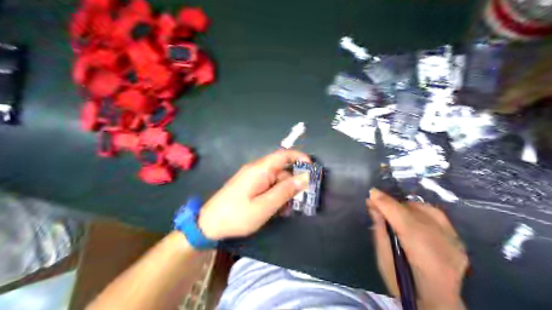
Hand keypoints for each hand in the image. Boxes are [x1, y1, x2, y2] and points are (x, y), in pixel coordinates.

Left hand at [197, 149, 309, 238]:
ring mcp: (253, 179)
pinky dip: (276, 196)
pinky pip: (268, 187)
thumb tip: (304, 178)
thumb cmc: (237, 215)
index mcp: (260, 170)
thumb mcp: (264, 206)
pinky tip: (277, 211)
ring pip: (277, 181)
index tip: (312, 170)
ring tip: (287, 211)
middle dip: (294, 184)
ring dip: (285, 193)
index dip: (300, 158)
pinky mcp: (250, 187)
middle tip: (302, 201)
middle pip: (282, 170)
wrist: (208, 224)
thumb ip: (285, 191)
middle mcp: (257, 170)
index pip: (283, 155)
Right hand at [367, 187, 467, 309]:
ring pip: (427, 210)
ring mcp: (454, 241)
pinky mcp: (459, 241)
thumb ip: (380, 233)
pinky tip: (413, 217)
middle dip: (393, 204)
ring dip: (407, 207)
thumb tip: (373, 207)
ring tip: (394, 211)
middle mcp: (441, 243)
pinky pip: (438, 217)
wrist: (439, 304)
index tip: (371, 192)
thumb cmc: (405, 286)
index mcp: (421, 252)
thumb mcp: (384, 262)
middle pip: (414, 211)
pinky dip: (422, 212)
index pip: (401, 217)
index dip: (385, 203)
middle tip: (378, 203)